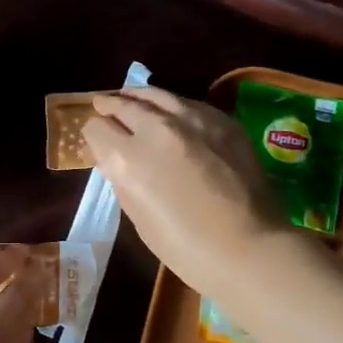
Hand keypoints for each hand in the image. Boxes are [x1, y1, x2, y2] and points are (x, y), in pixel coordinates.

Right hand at [83, 86, 293, 299]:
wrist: (249, 247)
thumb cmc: (186, 247)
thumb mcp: (138, 216)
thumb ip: (122, 179)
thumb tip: (115, 159)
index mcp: (129, 158)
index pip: (97, 129)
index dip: (93, 134)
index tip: (96, 140)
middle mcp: (157, 128)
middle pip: (124, 104)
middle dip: (110, 106)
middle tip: (103, 105)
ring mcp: (193, 119)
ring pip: (157, 94)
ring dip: (140, 97)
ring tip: (132, 98)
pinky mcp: (222, 120)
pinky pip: (188, 103)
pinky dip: (173, 106)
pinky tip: (172, 112)